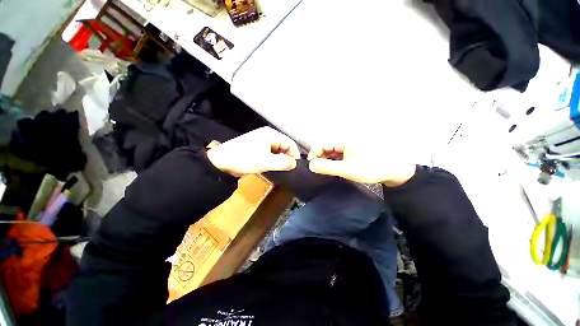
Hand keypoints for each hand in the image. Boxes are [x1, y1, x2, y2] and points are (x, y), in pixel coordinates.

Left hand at [207, 127, 300, 176]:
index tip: (296, 166)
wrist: (222, 162)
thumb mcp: (265, 162)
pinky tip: (272, 166)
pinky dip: (274, 160)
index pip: (290, 142)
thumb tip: (294, 164)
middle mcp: (268, 136)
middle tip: (288, 169)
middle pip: (284, 146)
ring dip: (280, 159)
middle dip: (287, 157)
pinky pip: (271, 153)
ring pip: (278, 150)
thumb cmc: (244, 159)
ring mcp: (262, 142)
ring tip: (280, 169)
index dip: (295, 154)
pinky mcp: (258, 148)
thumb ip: (283, 163)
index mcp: (271, 134)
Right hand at [307, 144, 415, 186]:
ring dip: (327, 160)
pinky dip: (334, 161)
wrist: (395, 169)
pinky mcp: (354, 152)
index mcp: (344, 141)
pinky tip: (334, 168)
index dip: (314, 154)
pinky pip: (339, 154)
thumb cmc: (371, 168)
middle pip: (327, 147)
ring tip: (324, 170)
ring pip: (333, 151)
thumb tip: (311, 165)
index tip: (311, 166)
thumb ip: (328, 167)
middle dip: (320, 157)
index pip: (322, 144)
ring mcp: (350, 146)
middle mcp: (345, 141)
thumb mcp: (347, 169)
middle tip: (317, 170)